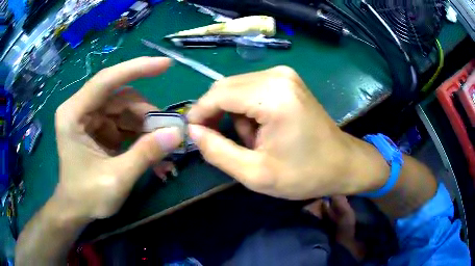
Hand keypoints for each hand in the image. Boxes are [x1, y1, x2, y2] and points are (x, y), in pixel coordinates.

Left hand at [54, 57, 181, 219]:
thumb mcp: (116, 179)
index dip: (136, 69)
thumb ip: (145, 155)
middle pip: (120, 97)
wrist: (76, 210)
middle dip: (146, 113)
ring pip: (126, 110)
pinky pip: (125, 123)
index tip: (166, 65)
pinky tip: (152, 150)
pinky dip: (141, 134)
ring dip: (146, 126)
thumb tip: (177, 134)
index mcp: (74, 114)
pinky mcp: (100, 129)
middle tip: (169, 132)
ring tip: (162, 146)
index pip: (106, 80)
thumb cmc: (87, 197)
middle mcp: (81, 109)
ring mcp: (91, 118)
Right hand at [187, 66, 388, 199]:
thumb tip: (193, 131)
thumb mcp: (256, 174)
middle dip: (216, 114)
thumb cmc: (305, 174)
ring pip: (237, 88)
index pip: (218, 94)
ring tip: (255, 141)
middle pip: (225, 87)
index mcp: (272, 96)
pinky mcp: (287, 80)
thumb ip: (217, 152)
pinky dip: (248, 109)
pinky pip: (252, 89)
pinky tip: (264, 129)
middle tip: (222, 142)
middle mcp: (277, 75)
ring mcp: (284, 74)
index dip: (199, 113)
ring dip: (235, 115)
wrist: (342, 163)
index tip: (192, 134)